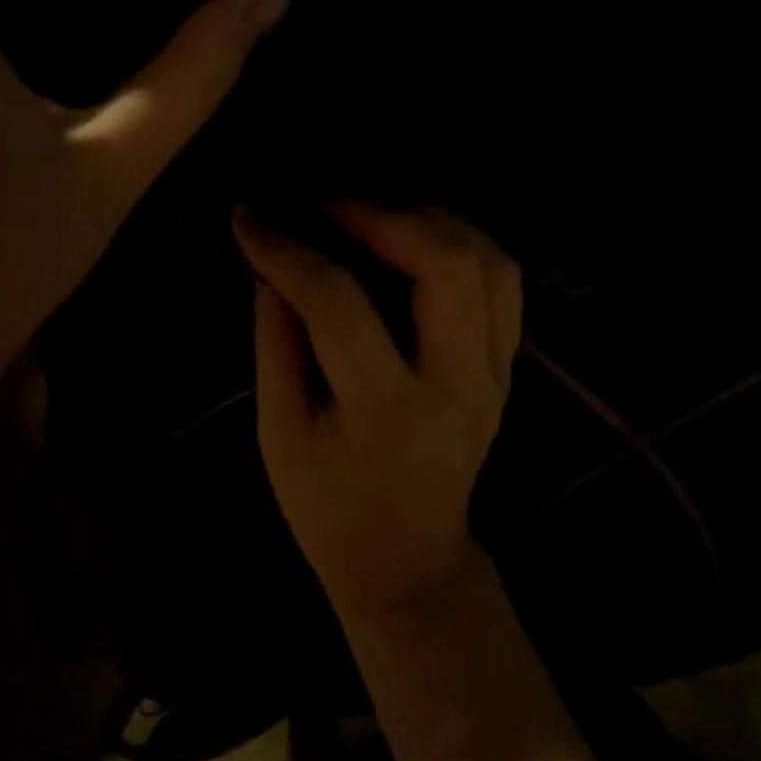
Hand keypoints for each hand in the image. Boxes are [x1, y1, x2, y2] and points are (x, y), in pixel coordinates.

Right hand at [234, 203, 521, 619]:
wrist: (410, 559)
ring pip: (489, 262)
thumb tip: (274, 262)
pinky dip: (463, 242)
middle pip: (445, 264)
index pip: (340, 304)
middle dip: (380, 214)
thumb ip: (277, 341)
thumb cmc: (331, 510)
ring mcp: (496, 373)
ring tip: (371, 211)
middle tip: (323, 201)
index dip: (289, 250)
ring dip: (428, 219)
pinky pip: (504, 281)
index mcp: (387, 411)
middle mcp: (458, 383)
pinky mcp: (508, 366)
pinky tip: (417, 237)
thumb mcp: (280, 435)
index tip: (252, 215)